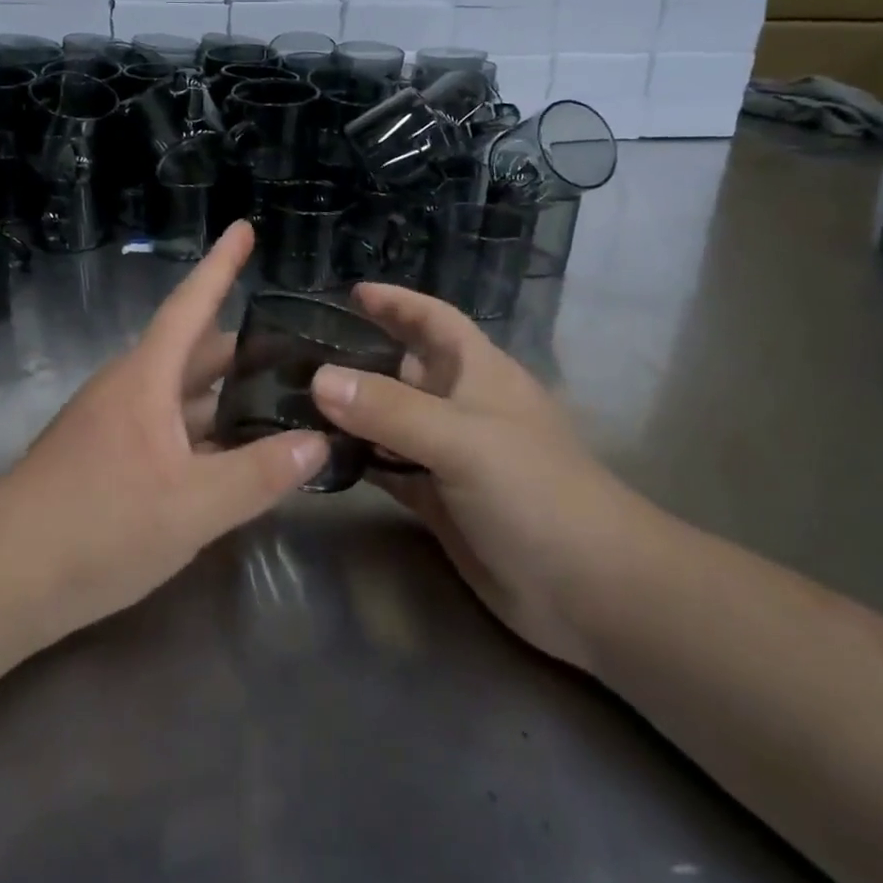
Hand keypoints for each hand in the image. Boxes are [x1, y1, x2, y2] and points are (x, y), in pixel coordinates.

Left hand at [0, 221, 326, 640]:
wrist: (1, 578)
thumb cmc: (98, 527)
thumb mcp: (191, 506)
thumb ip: (258, 475)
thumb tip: (318, 443)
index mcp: (146, 379)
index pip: (191, 305)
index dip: (221, 265)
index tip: (244, 227)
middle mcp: (129, 389)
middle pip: (193, 353)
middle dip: (243, 348)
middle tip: (298, 349)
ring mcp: (113, 424)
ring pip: (180, 395)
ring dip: (224, 394)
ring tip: (278, 400)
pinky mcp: (106, 459)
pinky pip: (167, 429)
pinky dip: (203, 431)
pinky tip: (231, 457)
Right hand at [310, 283, 653, 671]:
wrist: (588, 589)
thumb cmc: (534, 492)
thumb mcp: (462, 439)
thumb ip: (390, 408)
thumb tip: (318, 378)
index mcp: (477, 372)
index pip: (432, 320)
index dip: (397, 303)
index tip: (350, 293)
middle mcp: (460, 406)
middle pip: (402, 369)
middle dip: (358, 357)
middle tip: (298, 353)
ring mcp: (449, 456)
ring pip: (390, 421)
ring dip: (351, 412)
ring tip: (294, 401)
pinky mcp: (438, 500)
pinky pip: (388, 469)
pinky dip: (359, 461)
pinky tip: (321, 457)